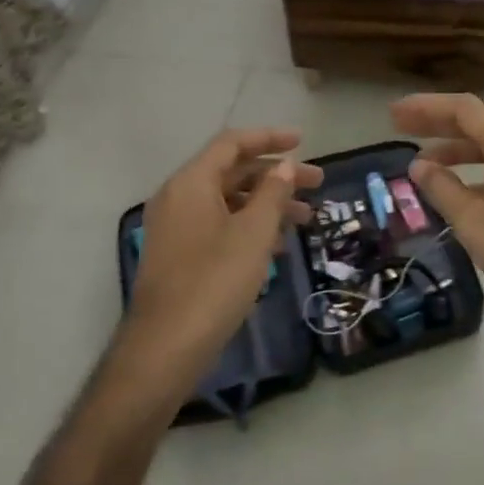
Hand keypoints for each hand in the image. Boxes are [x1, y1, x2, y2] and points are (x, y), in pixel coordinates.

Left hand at [121, 129, 322, 391]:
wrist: (167, 345)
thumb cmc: (215, 281)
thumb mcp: (253, 233)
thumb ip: (272, 194)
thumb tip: (284, 167)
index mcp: (191, 183)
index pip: (232, 144)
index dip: (269, 138)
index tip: (302, 142)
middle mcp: (179, 197)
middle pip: (232, 171)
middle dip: (276, 175)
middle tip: (316, 183)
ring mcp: (176, 227)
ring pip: (228, 201)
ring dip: (267, 204)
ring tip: (306, 218)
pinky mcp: (180, 254)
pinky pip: (219, 225)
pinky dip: (249, 226)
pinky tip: (278, 246)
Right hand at [390, 94, 483, 333]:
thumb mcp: (475, 224)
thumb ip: (443, 189)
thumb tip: (419, 165)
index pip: (465, 110)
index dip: (427, 107)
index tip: (394, 113)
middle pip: (478, 123)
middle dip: (437, 123)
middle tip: (398, 126)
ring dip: (455, 148)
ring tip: (421, 161)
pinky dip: (476, 168)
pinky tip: (454, 187)